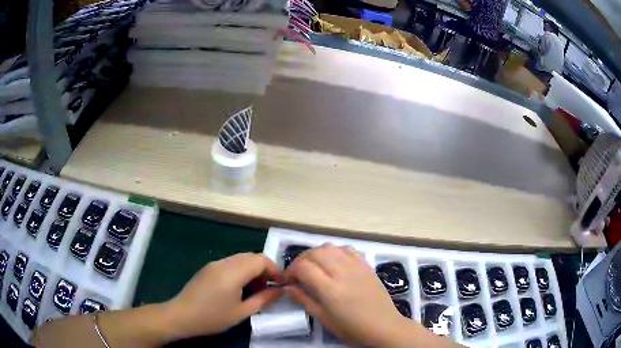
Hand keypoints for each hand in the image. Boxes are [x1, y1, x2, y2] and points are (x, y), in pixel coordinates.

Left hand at [166, 253, 283, 338]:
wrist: (181, 315)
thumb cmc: (213, 317)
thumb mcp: (242, 312)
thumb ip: (264, 299)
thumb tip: (281, 290)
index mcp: (233, 272)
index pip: (261, 259)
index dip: (275, 269)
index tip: (281, 284)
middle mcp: (224, 262)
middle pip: (251, 256)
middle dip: (265, 269)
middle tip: (269, 288)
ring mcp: (214, 264)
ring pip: (240, 258)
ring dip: (252, 269)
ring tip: (255, 289)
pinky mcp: (208, 268)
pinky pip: (230, 263)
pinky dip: (241, 270)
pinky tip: (239, 287)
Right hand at [283, 244, 407, 345]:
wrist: (383, 325)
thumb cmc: (351, 328)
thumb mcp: (323, 318)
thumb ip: (304, 299)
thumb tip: (287, 287)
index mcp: (330, 289)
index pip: (303, 267)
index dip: (290, 270)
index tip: (287, 279)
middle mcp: (342, 272)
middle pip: (315, 253)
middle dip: (301, 259)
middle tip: (298, 272)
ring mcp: (356, 266)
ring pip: (330, 247)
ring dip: (317, 253)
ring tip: (314, 266)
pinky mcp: (366, 265)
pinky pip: (347, 249)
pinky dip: (335, 252)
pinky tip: (334, 262)